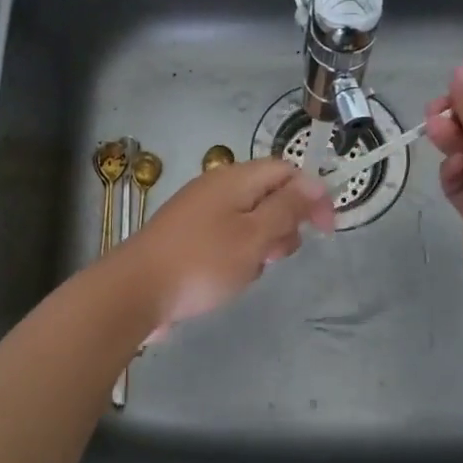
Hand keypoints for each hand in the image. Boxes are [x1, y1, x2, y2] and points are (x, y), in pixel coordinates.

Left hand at [119, 157, 334, 331]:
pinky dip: (238, 256)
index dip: (312, 195)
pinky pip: (228, 238)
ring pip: (250, 221)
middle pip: (269, 195)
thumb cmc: (202, 263)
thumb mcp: (254, 236)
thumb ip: (287, 208)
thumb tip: (313, 183)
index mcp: (234, 179)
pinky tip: (229, 279)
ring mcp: (200, 213)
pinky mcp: (188, 237)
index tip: (326, 230)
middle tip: (274, 256)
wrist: (135, 291)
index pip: (286, 171)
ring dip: (261, 245)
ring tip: (249, 271)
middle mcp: (217, 188)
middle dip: (285, 225)